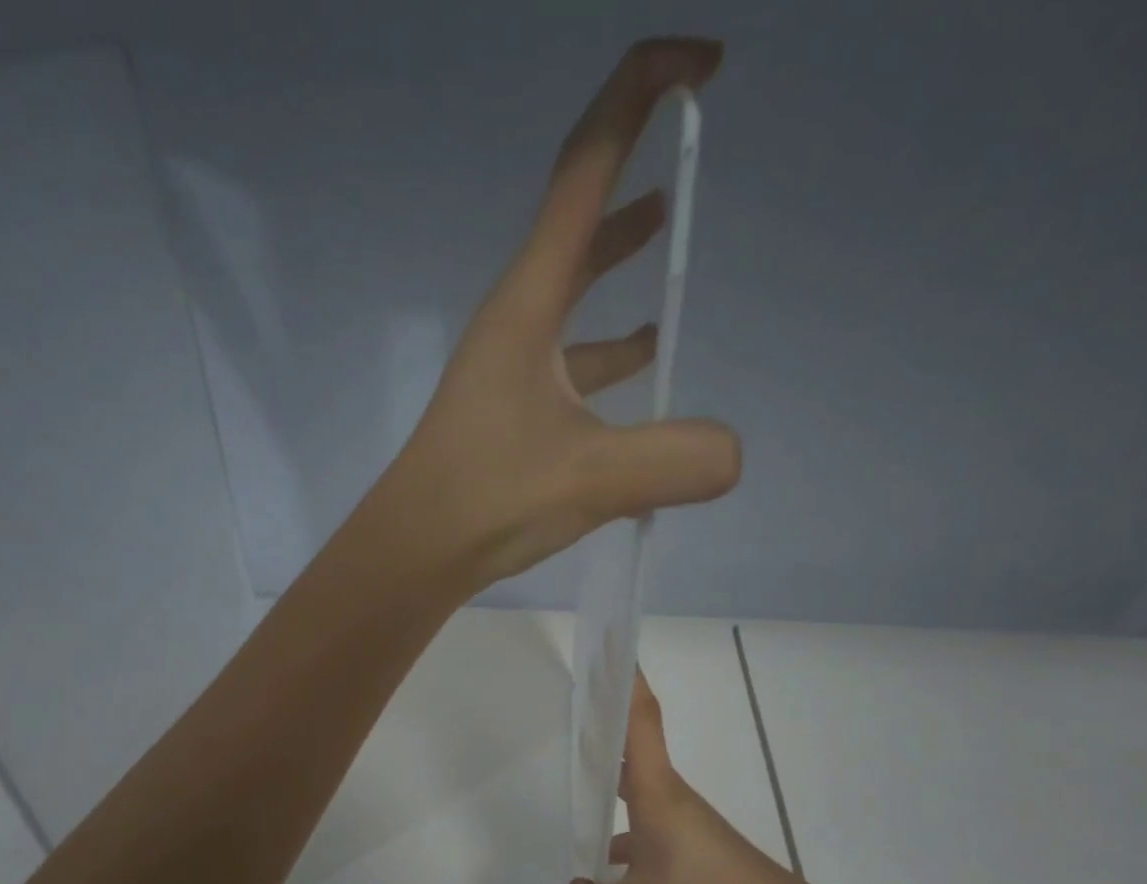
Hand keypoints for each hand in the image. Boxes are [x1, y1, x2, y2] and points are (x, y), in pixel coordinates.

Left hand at [367, 38, 740, 590]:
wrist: (414, 552)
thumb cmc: (485, 501)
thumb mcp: (589, 479)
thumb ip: (672, 460)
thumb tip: (731, 454)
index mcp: (528, 303)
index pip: (585, 169)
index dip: (641, 98)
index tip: (704, 68)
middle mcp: (516, 322)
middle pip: (577, 223)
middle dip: (633, 169)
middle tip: (690, 145)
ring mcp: (512, 370)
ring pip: (574, 296)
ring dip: (617, 261)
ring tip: (666, 238)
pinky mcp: (513, 413)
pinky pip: (572, 364)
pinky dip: (610, 356)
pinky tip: (643, 368)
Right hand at [553, 674, 859, 883]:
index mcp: (657, 793)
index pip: (640, 723)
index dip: (626, 683)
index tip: (607, 650)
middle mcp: (669, 795)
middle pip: (633, 745)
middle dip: (602, 721)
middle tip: (566, 703)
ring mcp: (681, 819)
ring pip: (636, 785)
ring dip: (607, 773)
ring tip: (569, 775)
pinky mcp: (688, 841)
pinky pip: (644, 818)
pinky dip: (620, 824)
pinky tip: (602, 858)